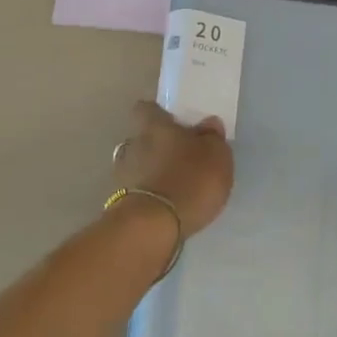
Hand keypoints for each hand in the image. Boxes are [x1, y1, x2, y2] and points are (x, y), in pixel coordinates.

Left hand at [111, 101, 233, 239]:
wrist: (152, 228)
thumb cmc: (189, 179)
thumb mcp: (216, 154)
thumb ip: (212, 137)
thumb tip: (208, 123)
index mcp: (154, 126)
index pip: (147, 108)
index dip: (158, 114)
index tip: (172, 123)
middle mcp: (133, 145)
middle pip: (142, 138)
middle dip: (157, 147)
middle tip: (179, 158)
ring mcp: (122, 176)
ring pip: (137, 166)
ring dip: (151, 173)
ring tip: (174, 187)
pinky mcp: (120, 204)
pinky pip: (137, 192)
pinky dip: (149, 196)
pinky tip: (166, 207)